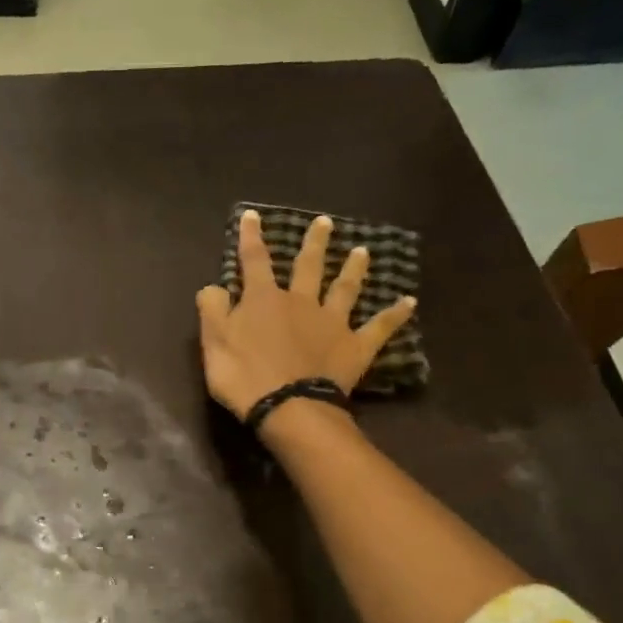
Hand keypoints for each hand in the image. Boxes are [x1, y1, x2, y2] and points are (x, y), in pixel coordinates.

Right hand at [196, 210, 415, 418]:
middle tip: (325, 222)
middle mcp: (301, 302)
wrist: (287, 407)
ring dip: (354, 269)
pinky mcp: (354, 347)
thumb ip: (213, 310)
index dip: (251, 237)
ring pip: (345, 288)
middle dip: (314, 243)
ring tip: (363, 251)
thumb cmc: (244, 376)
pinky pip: (379, 328)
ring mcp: (332, 323)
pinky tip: (409, 302)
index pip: (254, 261)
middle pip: (308, 266)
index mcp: (264, 299)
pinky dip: (394, 315)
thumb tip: (214, 286)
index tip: (252, 215)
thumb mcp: (214, 343)